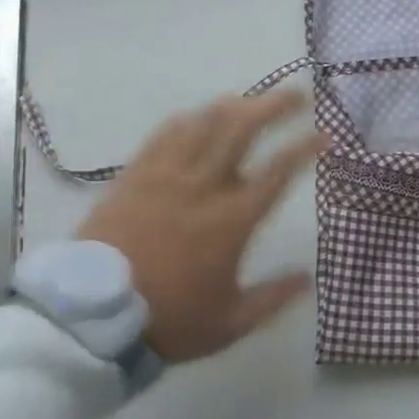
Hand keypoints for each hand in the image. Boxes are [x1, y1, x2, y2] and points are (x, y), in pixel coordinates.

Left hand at [78, 90, 324, 362]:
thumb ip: (272, 298)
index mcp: (232, 218)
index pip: (279, 170)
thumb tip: (308, 279)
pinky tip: (198, 117)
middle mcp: (205, 185)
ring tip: (251, 100)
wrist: (93, 317)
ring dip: (235, 105)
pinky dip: (190, 119)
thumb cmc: (168, 320)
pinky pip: (167, 133)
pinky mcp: (137, 173)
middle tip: (295, 95)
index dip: (305, 147)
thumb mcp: (229, 323)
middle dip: (275, 105)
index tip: (324, 135)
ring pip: (206, 122)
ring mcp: (168, 174)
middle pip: (244, 128)